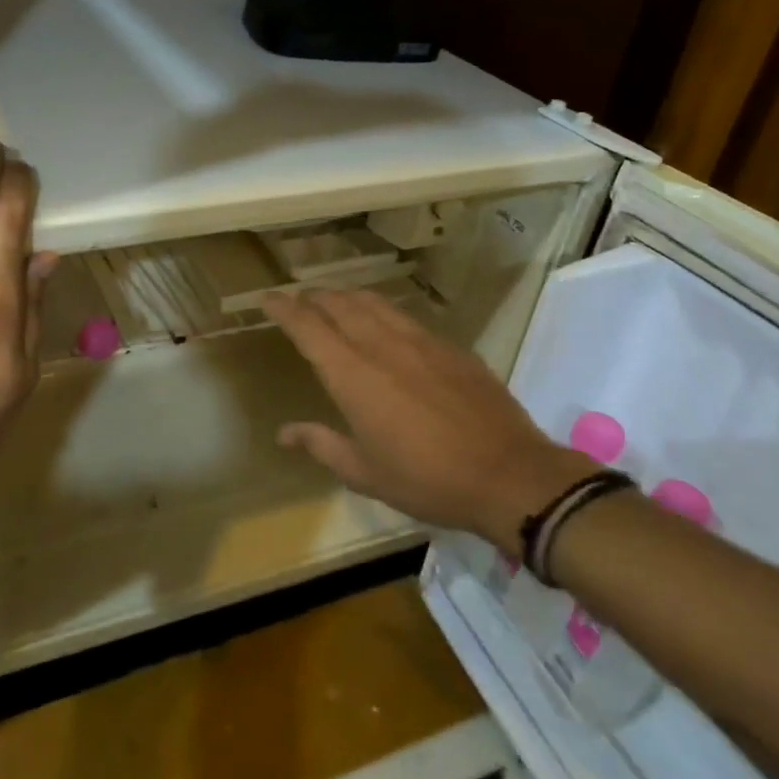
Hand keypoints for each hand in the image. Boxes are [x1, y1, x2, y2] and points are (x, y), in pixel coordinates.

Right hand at [261, 289, 587, 554]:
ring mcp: (421, 342)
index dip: (284, 309)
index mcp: (354, 376)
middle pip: (340, 304)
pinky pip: (405, 316)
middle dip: (314, 297)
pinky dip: (382, 311)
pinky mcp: (450, 347)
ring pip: (374, 303)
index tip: (268, 298)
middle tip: (299, 299)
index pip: (309, 328)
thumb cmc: (428, 481)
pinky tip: (385, 322)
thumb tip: (285, 432)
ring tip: (335, 301)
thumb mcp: (366, 473)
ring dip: (347, 297)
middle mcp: (382, 347)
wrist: (510, 475)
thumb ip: (322, 444)